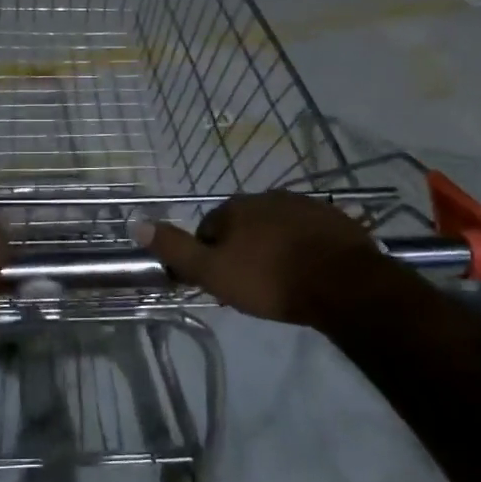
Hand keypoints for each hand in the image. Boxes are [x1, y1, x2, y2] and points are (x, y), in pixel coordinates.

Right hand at [134, 191, 389, 325]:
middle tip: (251, 285)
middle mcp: (267, 197)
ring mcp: (304, 205)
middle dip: (242, 249)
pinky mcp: (335, 219)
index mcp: (235, 207)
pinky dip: (303, 247)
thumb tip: (136, 223)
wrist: (344, 285)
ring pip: (276, 227)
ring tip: (281, 281)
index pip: (208, 229)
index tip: (222, 283)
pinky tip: (310, 271)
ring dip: (273, 247)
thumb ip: (175, 249)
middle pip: (243, 225)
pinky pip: (308, 232)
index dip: (210, 256)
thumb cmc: (271, 280)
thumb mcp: (213, 272)